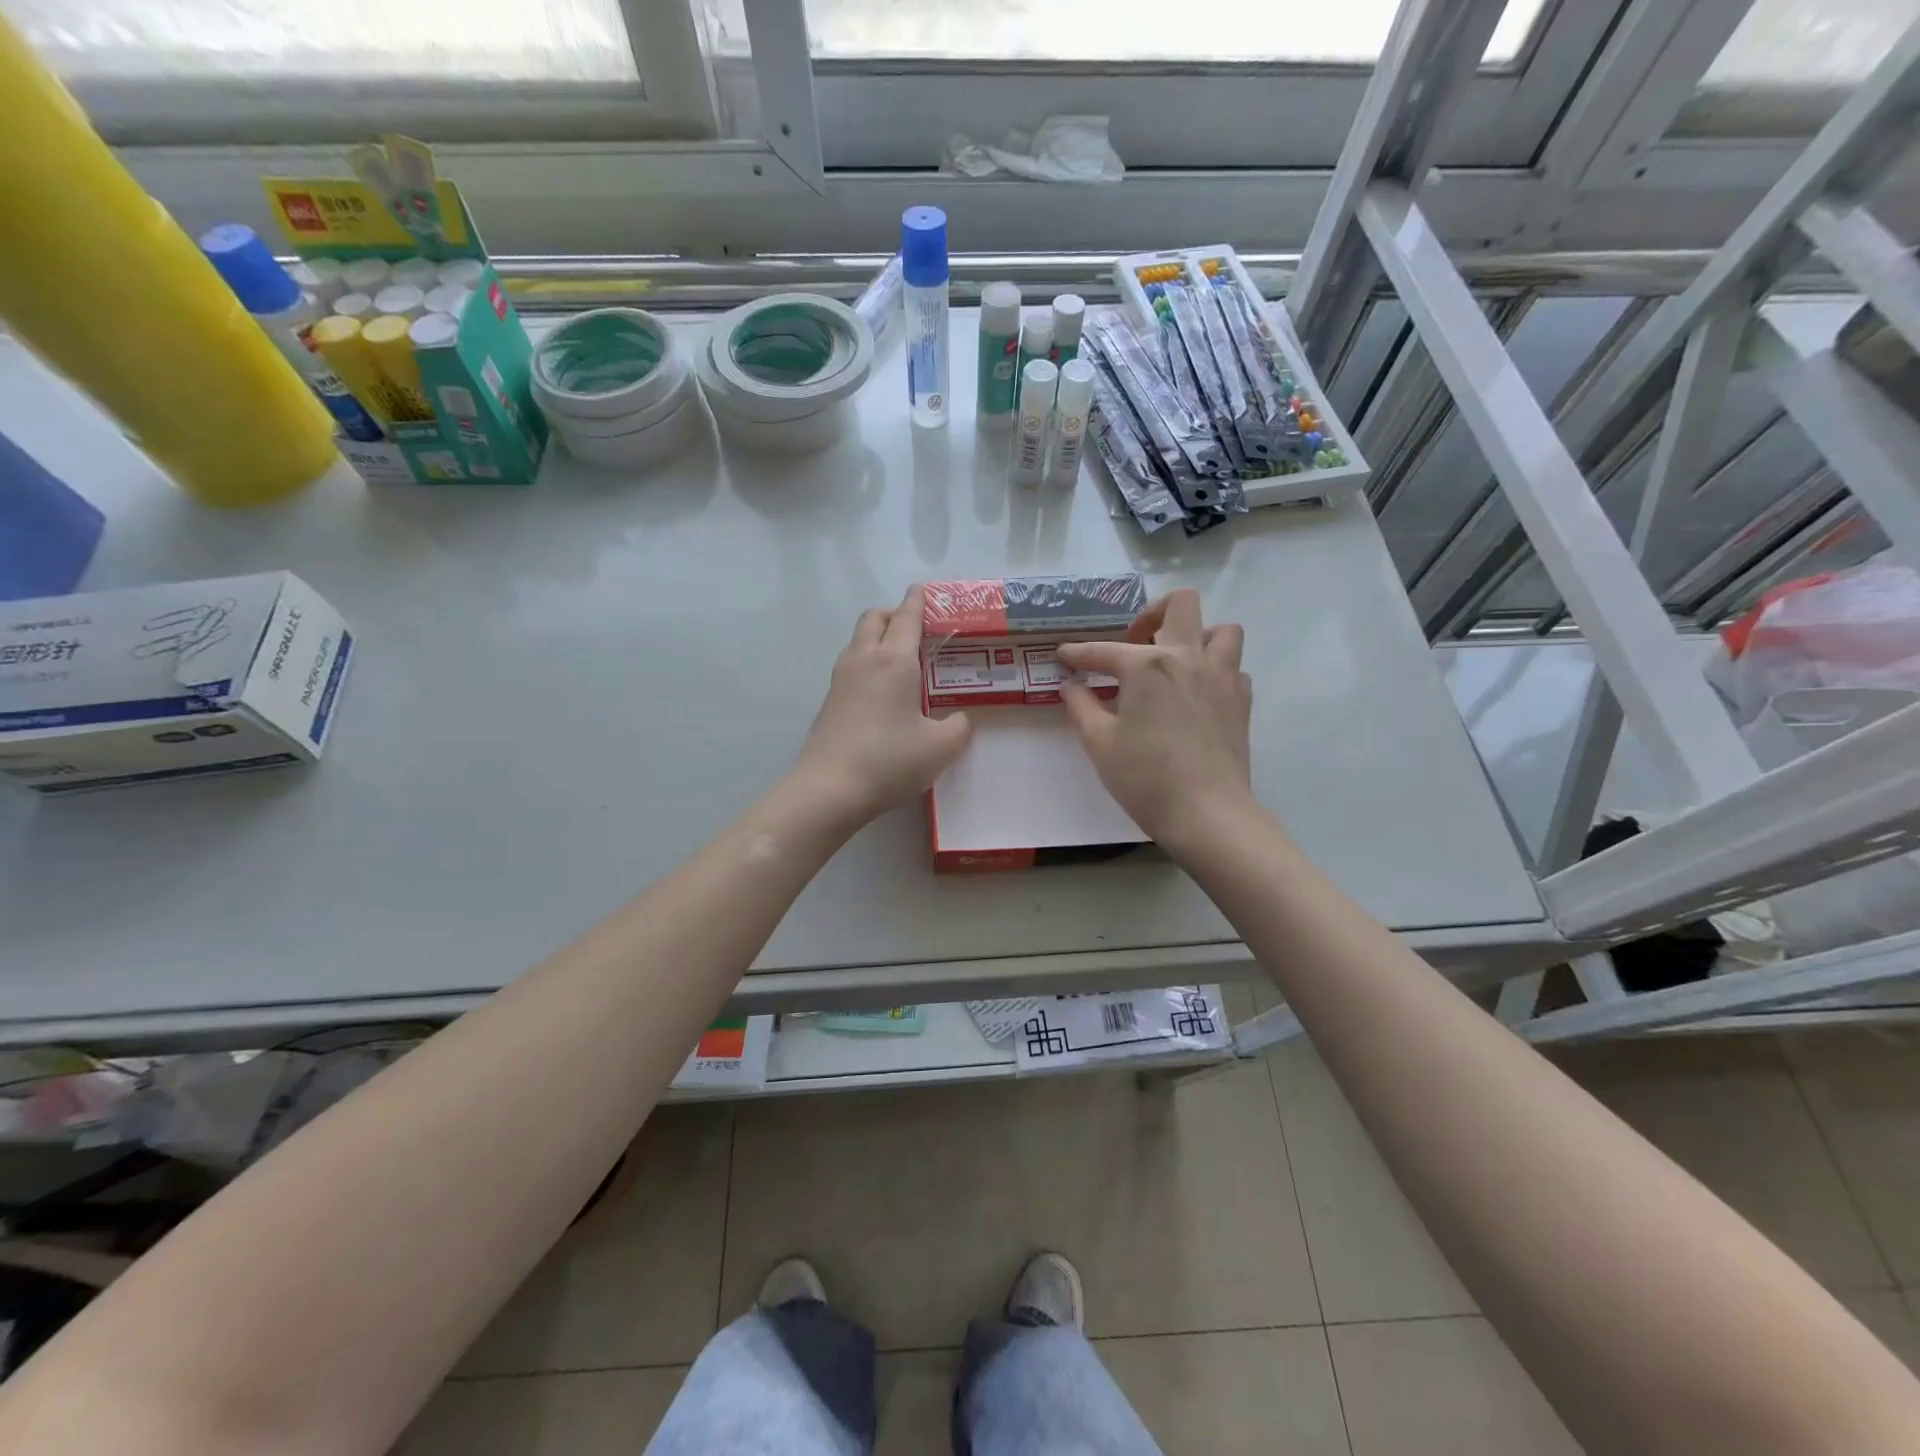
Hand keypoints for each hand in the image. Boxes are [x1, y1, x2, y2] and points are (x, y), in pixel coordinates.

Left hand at [794, 585, 972, 828]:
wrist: (829, 789)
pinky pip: (851, 665)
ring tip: (901, 658)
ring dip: (878, 636)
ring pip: (858, 640)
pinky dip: (867, 661)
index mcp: (894, 661)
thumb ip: (958, 727)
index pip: (907, 617)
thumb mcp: (940, 747)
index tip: (924, 590)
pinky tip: (882, 689)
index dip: (918, 601)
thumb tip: (959, 719)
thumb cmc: (890, 760)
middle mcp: (864, 660)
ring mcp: (841, 679)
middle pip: (875, 618)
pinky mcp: (829, 701)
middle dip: (895, 614)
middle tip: (916, 628)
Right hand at [1056, 588, 1254, 849]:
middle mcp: (1188, 657)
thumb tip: (1070, 686)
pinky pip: (1233, 667)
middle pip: (1181, 604)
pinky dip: (1215, 670)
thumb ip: (1081, 707)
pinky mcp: (1241, 700)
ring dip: (1197, 635)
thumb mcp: (1099, 743)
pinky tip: (1196, 693)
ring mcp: (1222, 676)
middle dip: (1152, 614)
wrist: (1206, 813)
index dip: (1078, 653)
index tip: (1063, 656)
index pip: (1104, 650)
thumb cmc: (1145, 778)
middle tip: (1135, 642)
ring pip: (1222, 629)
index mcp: (1147, 665)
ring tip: (1176, 661)